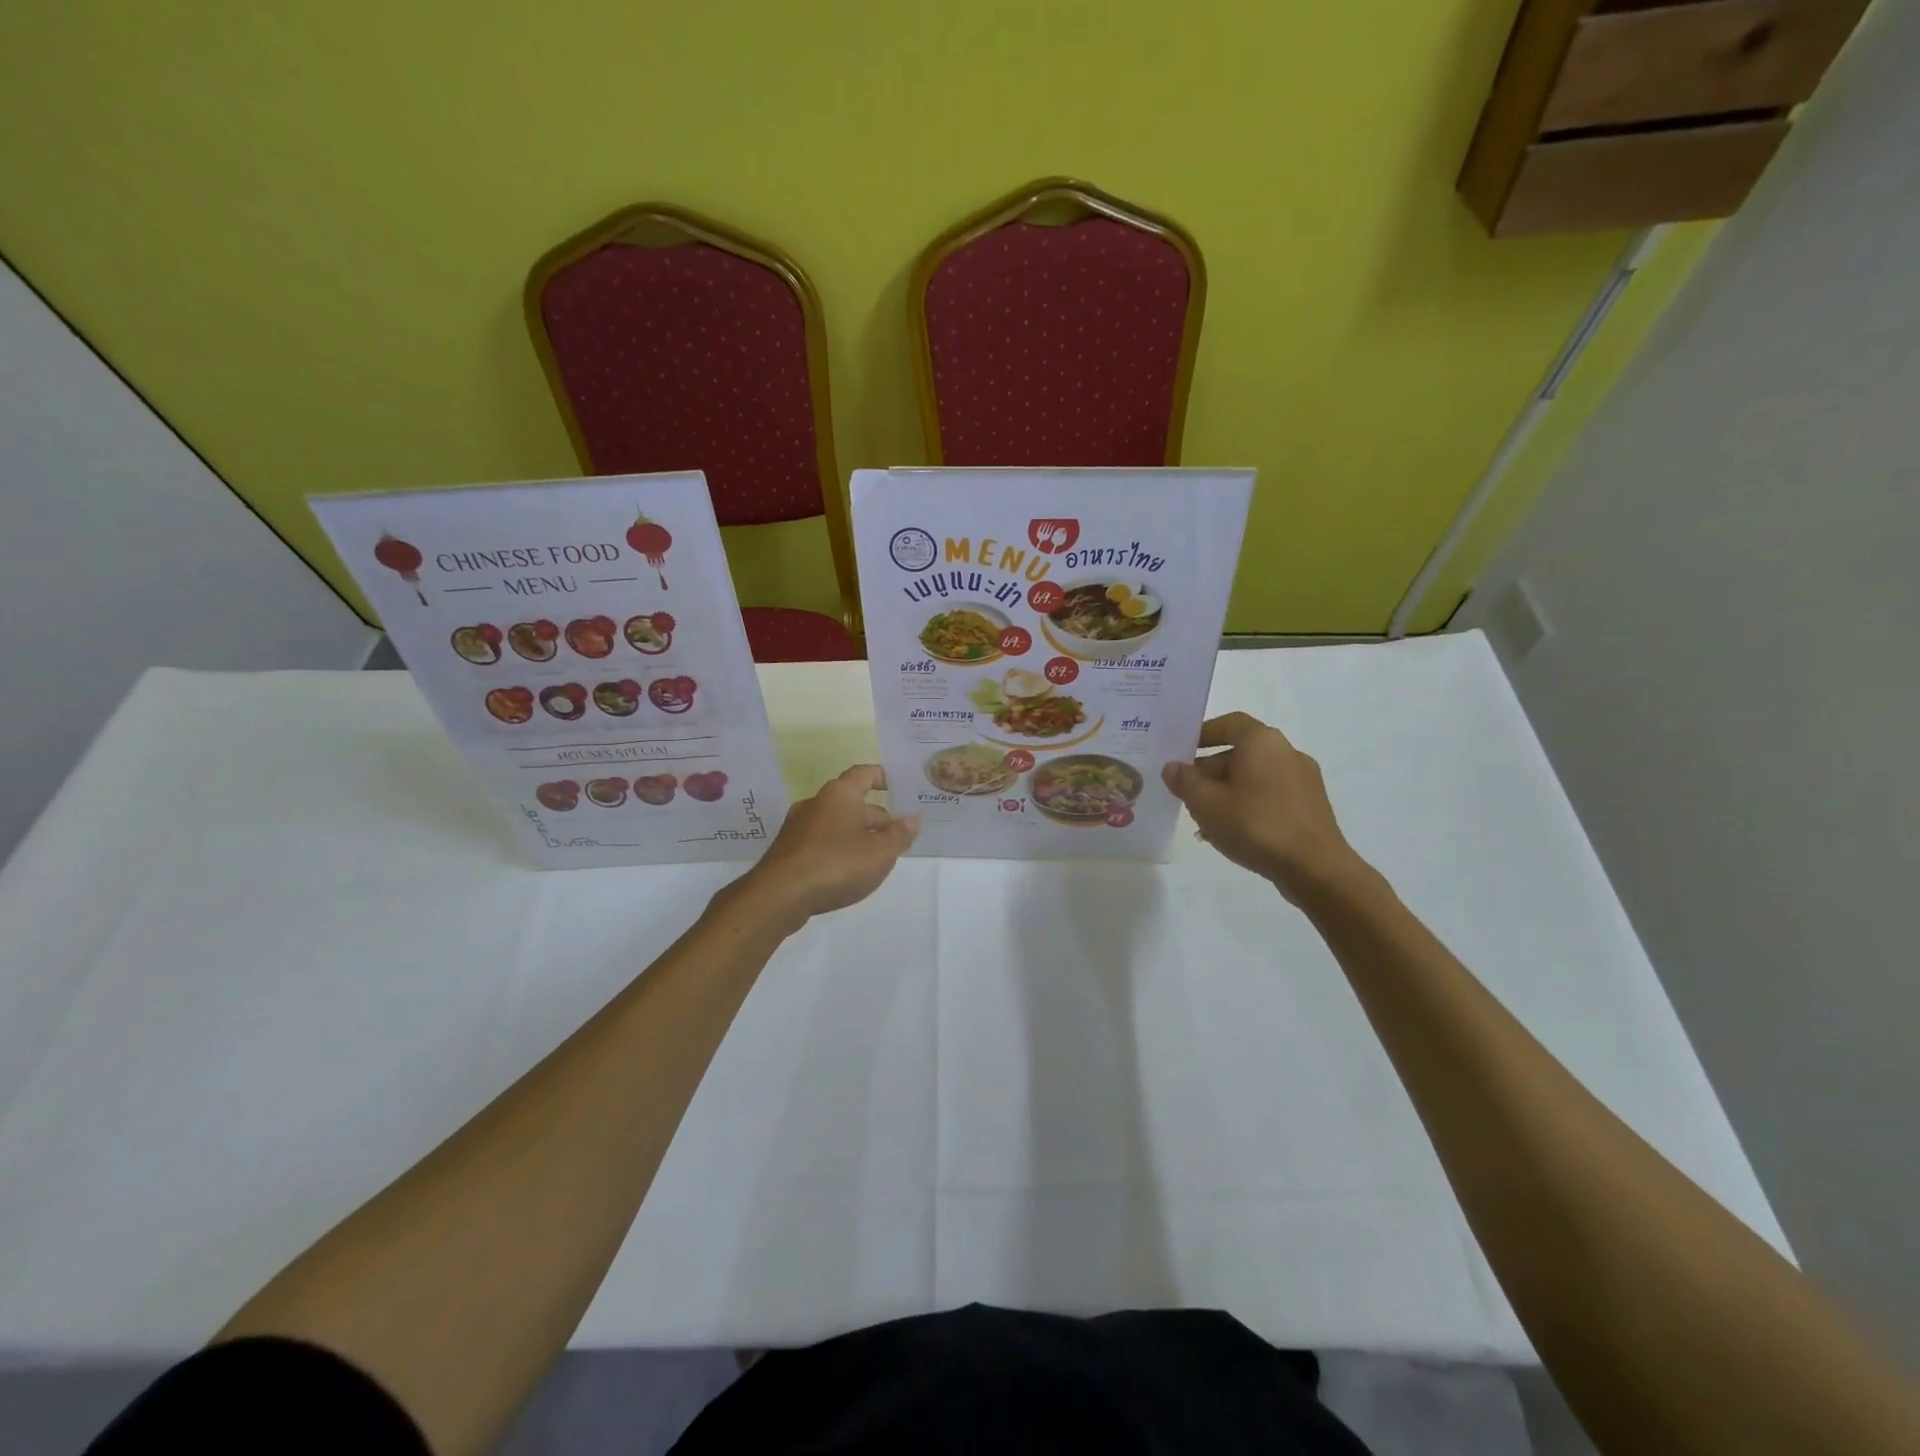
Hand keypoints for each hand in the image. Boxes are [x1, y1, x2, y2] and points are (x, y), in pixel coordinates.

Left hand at [740, 765, 918, 922]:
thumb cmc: (836, 864)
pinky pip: (819, 841)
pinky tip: (846, 871)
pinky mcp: (787, 850)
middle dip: (875, 816)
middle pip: (851, 801)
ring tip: (875, 857)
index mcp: (840, 794)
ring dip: (856, 834)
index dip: (883, 777)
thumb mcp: (880, 852)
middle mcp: (816, 802)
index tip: (897, 786)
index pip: (864, 773)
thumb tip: (912, 818)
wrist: (780, 895)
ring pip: (835, 823)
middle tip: (895, 835)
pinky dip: (836, 849)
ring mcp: (797, 826)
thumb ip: (899, 834)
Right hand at [1162, 712, 1363, 900]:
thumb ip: (1185, 781)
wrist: (1315, 868)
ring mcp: (1303, 780)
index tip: (1181, 750)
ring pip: (1253, 777)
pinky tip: (1230, 831)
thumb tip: (1173, 767)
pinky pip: (1270, 795)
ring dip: (1226, 791)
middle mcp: (1286, 752)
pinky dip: (1247, 804)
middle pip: (1240, 752)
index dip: (1203, 733)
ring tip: (1203, 817)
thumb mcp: (1206, 803)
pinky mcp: (1310, 806)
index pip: (1229, 723)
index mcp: (1262, 742)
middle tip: (1185, 791)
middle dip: (1209, 770)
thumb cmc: (1256, 825)